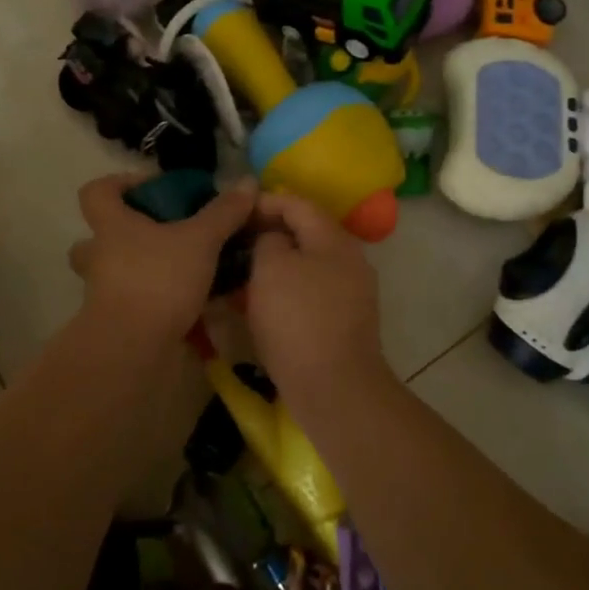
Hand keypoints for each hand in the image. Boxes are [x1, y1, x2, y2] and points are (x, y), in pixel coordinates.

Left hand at [67, 172, 256, 340]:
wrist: (132, 347)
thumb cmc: (159, 279)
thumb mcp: (200, 240)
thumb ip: (223, 213)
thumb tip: (246, 182)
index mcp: (112, 226)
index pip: (96, 192)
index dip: (119, 184)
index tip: (152, 189)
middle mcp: (100, 256)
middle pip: (96, 237)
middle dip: (123, 234)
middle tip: (161, 235)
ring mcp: (103, 291)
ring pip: (113, 272)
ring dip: (139, 269)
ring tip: (177, 269)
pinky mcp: (116, 320)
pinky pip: (132, 301)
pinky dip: (154, 299)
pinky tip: (186, 303)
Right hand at [245, 192, 389, 409]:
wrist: (334, 387)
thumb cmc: (298, 319)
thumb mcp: (271, 268)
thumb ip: (268, 240)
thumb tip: (273, 239)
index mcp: (334, 239)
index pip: (297, 204)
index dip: (265, 202)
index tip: (235, 212)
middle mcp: (350, 259)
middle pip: (307, 233)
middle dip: (271, 233)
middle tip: (237, 241)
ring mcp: (352, 291)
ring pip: (309, 264)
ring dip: (278, 263)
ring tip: (246, 271)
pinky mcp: (346, 320)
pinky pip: (313, 291)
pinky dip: (289, 289)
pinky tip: (266, 302)